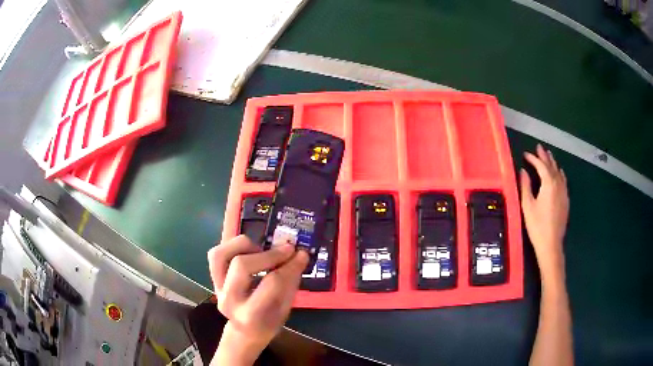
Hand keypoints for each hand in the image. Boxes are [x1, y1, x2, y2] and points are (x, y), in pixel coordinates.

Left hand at [207, 235, 308, 364]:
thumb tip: (299, 255)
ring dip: (244, 246)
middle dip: (269, 254)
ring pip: (221, 254)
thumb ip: (291, 282)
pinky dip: (231, 246)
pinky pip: (215, 254)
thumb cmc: (269, 322)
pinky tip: (248, 250)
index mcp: (251, 315)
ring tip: (262, 250)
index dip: (289, 266)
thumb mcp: (286, 309)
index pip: (271, 283)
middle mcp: (229, 300)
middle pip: (242, 265)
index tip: (301, 255)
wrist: (245, 331)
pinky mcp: (213, 278)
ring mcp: (217, 288)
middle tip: (287, 249)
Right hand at [520, 144, 568, 279]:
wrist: (551, 243)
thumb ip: (525, 186)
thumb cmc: (537, 225)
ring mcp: (563, 191)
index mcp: (548, 184)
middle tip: (539, 147)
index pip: (541, 165)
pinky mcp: (566, 199)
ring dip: (553, 162)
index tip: (525, 154)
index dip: (533, 158)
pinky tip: (559, 172)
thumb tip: (523, 171)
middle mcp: (558, 184)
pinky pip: (563, 180)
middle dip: (544, 156)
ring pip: (558, 172)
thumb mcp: (527, 205)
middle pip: (551, 166)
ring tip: (548, 155)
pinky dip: (560, 173)